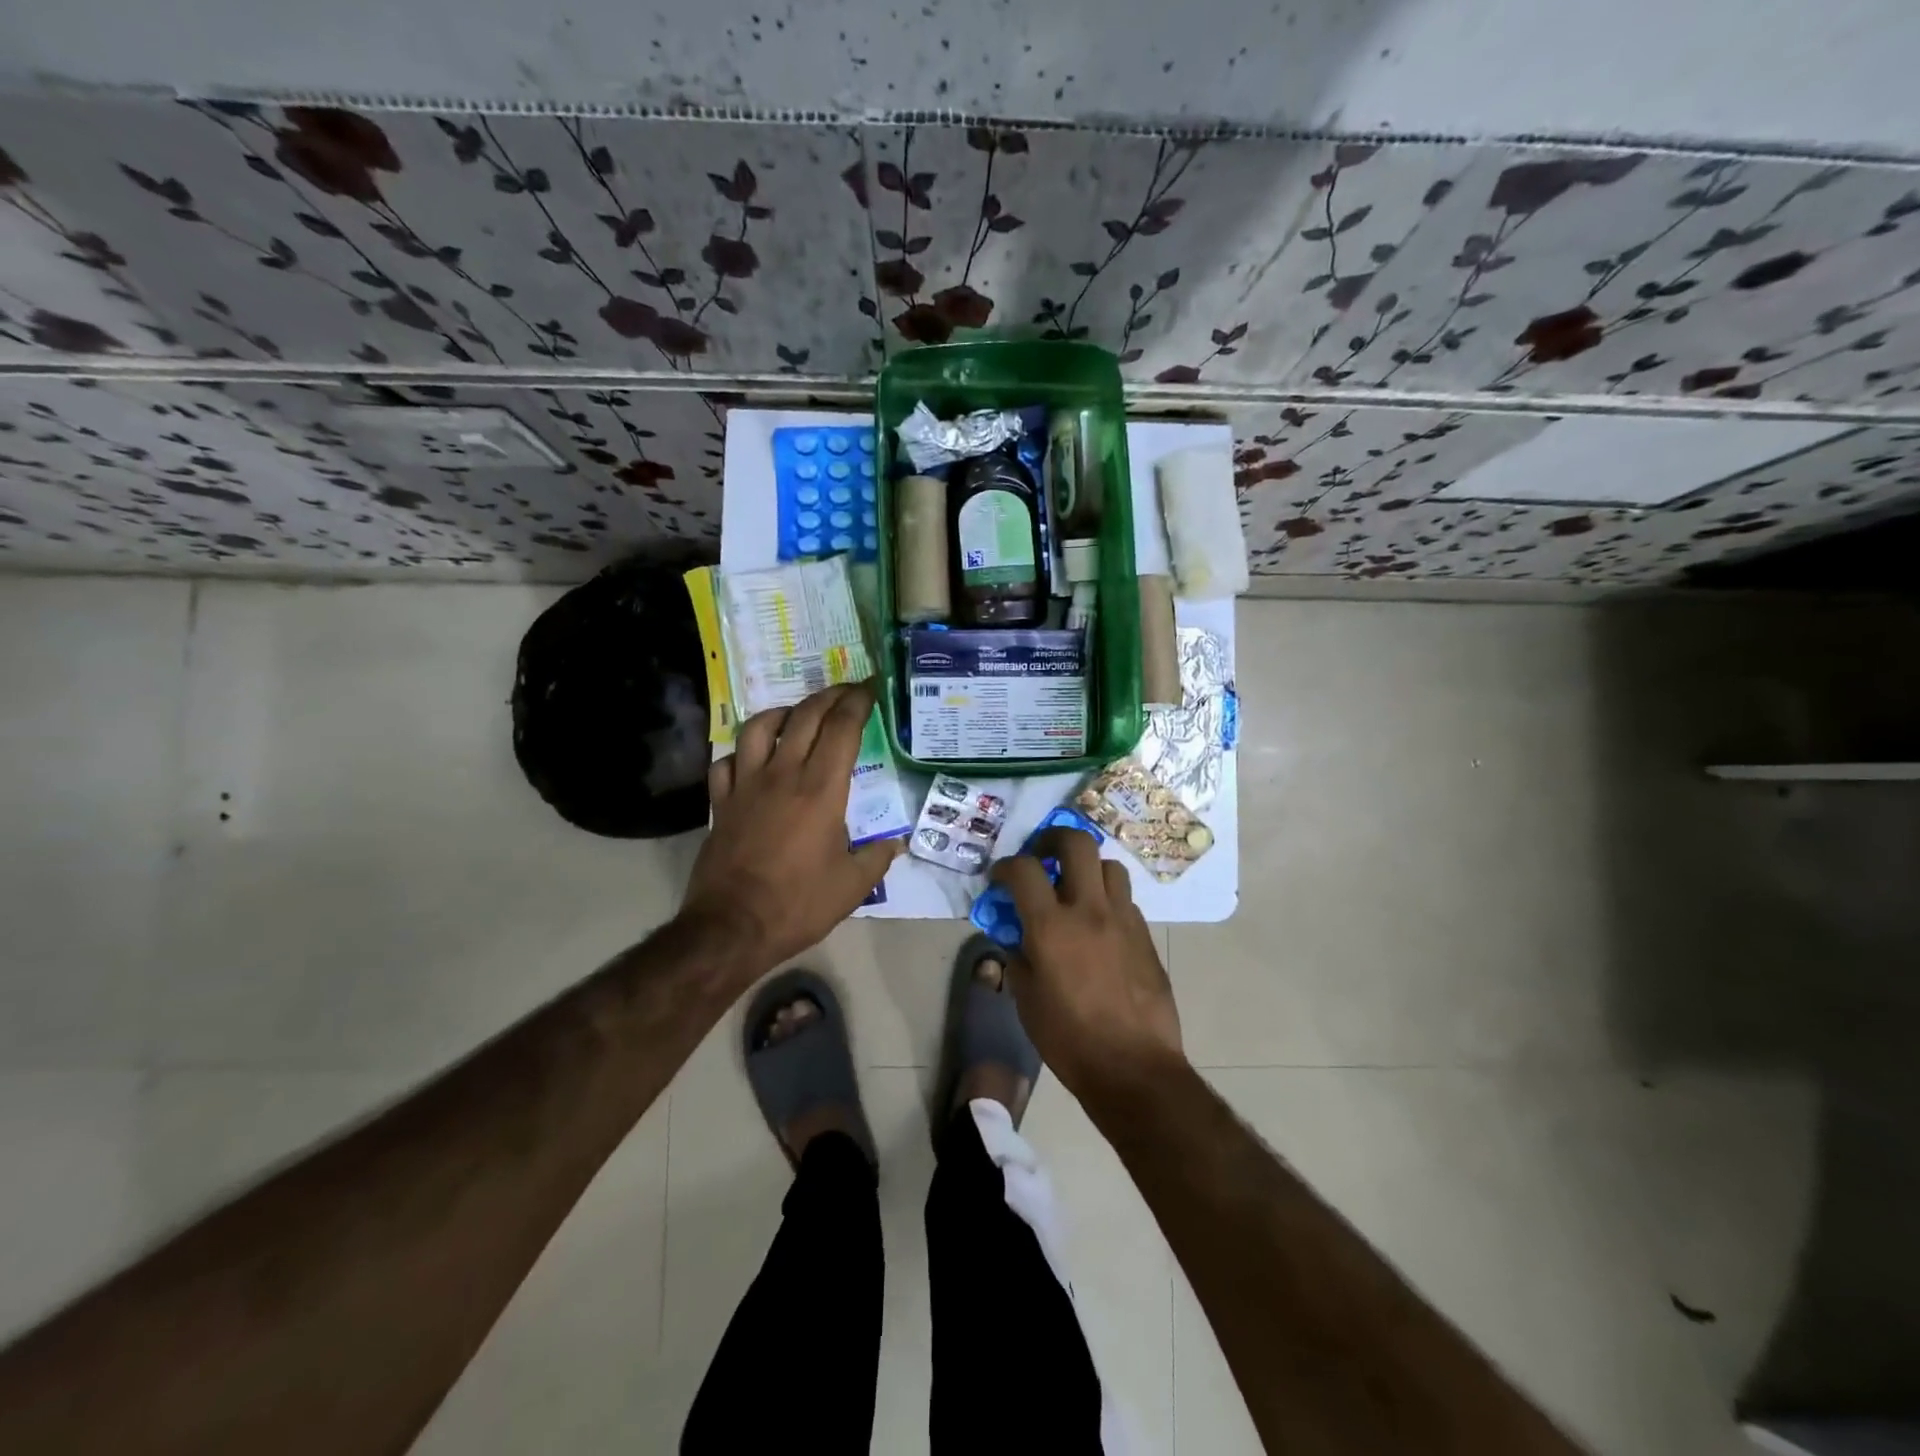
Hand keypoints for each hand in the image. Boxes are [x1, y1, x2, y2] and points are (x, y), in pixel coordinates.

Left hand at [679, 683, 902, 977]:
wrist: (732, 927)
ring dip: (782, 713)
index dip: (858, 702)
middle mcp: (782, 775)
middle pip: (805, 716)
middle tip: (846, 693)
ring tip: (797, 716)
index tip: (871, 689)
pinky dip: (741, 752)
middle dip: (829, 696)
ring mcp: (746, 785)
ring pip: (759, 727)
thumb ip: (878, 857)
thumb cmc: (799, 905)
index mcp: (821, 790)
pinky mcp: (721, 802)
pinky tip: (752, 760)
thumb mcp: (853, 886)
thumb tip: (896, 842)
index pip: (842, 728)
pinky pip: (726, 761)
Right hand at [990, 828, 1185, 1106]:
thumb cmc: (1069, 1039)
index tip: (999, 878)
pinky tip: (1099, 925)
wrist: (1134, 1067)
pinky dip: (1107, 899)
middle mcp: (1090, 910)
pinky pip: (1125, 899)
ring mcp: (1124, 919)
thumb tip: (1017, 937)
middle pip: (1076, 843)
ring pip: (1108, 866)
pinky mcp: (1145, 935)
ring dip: (1087, 868)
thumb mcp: (1026, 1000)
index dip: (1005, 866)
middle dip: (1053, 839)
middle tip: (1042, 855)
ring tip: (1075, 889)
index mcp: (1052, 926)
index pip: (1023, 869)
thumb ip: (1017, 957)